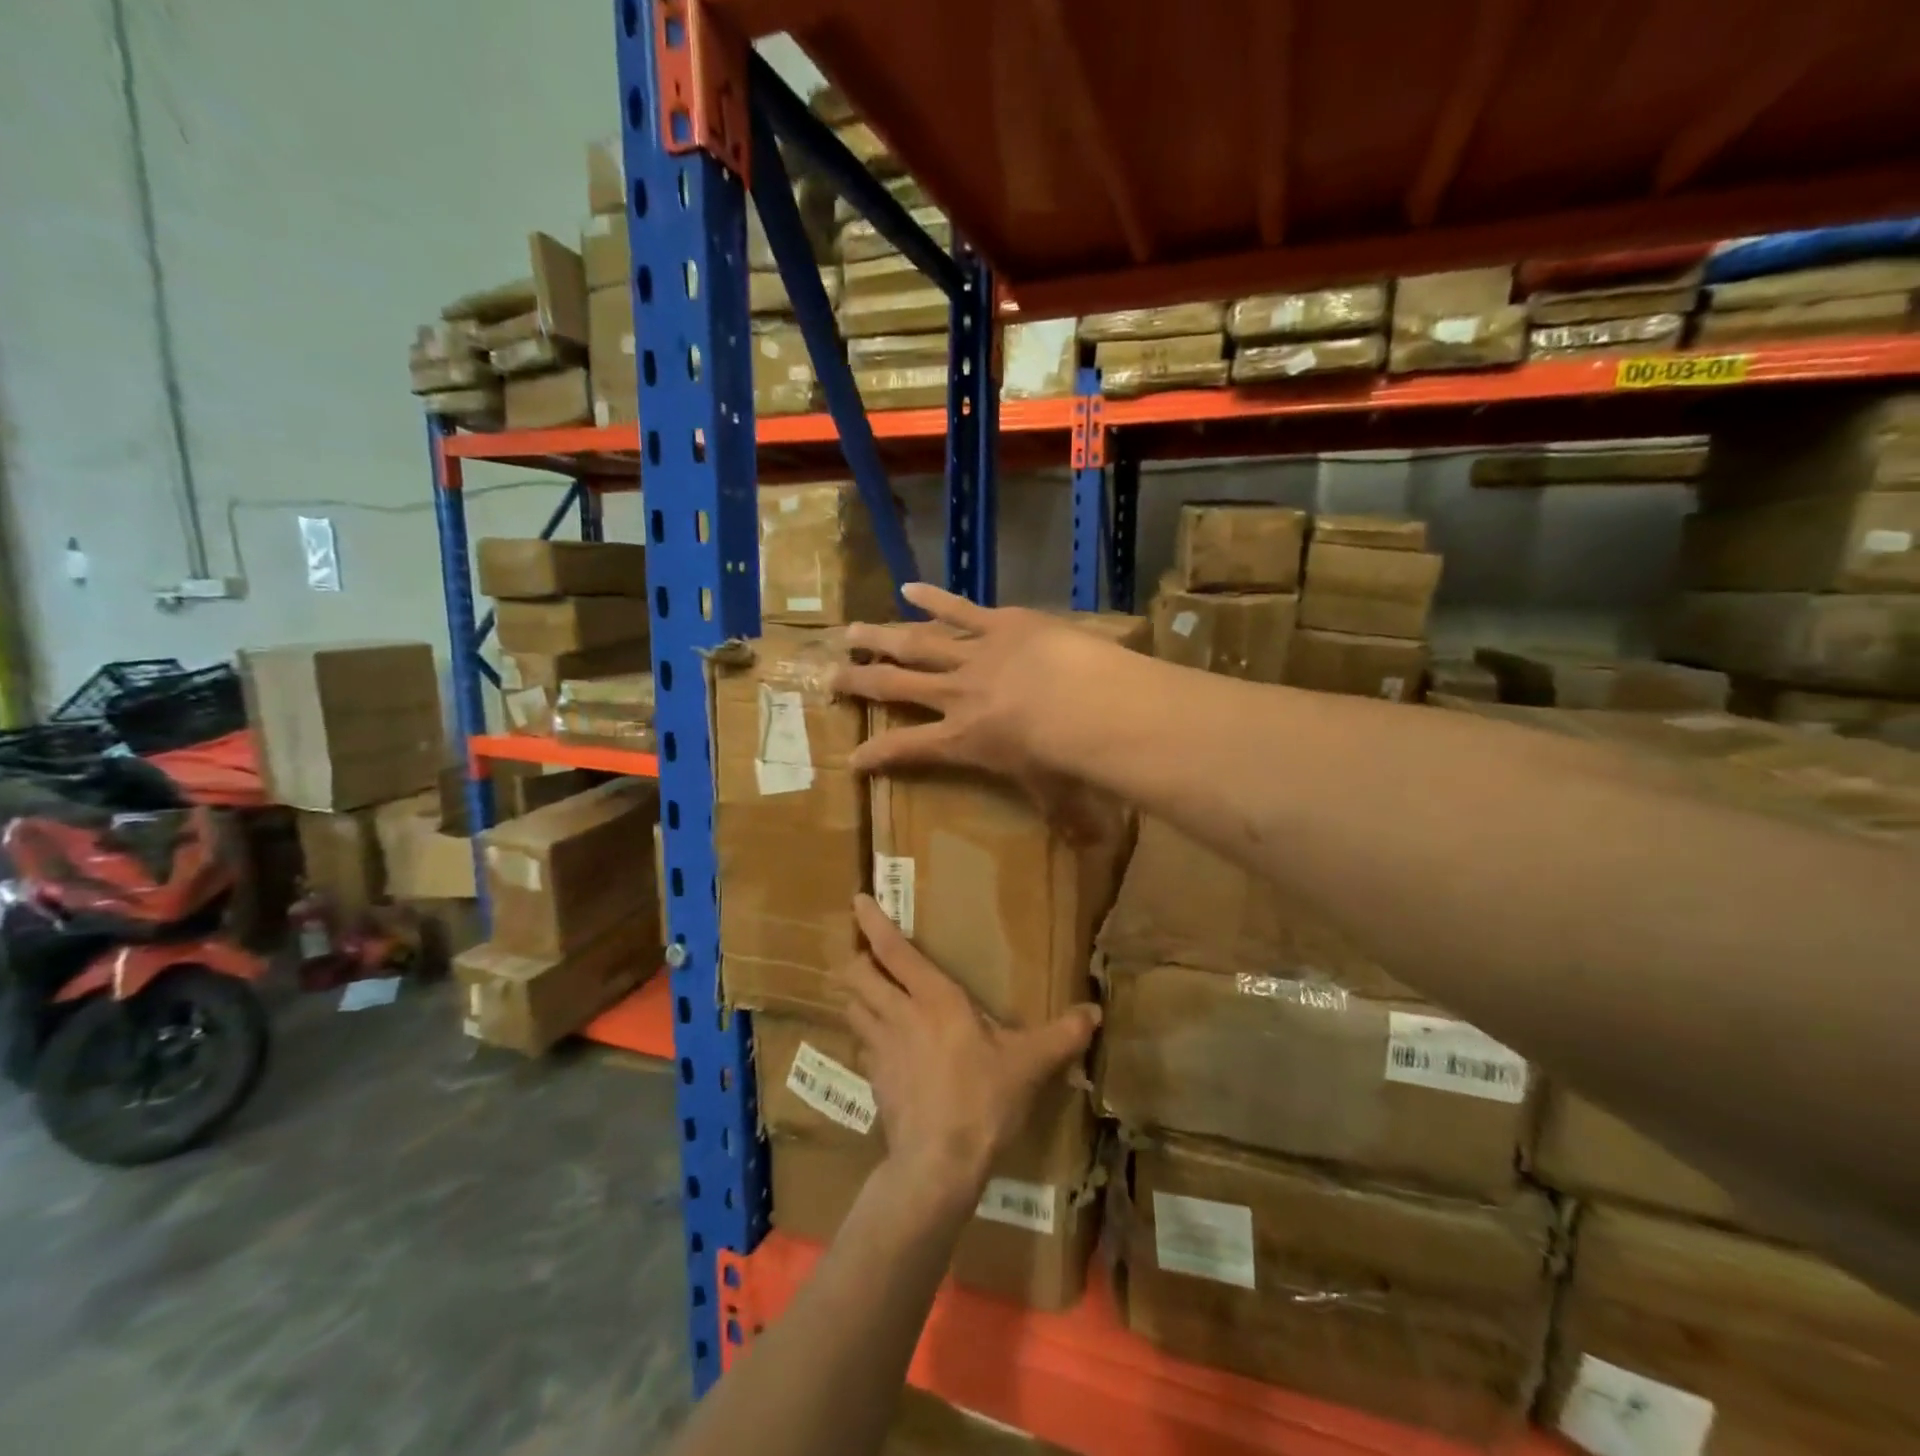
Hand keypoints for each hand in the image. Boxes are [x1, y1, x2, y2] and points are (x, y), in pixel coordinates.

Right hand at [836, 583, 1111, 835]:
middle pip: (896, 686)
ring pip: (917, 644)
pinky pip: (959, 609)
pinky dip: (933, 598)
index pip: (907, 749)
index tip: (851, 758)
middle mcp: (956, 695)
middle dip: (860, 681)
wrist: (1085, 704)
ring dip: (882, 637)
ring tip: (852, 631)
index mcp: (962, 739)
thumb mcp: (1057, 794)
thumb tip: (1087, 846)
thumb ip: (1065, 817)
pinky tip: (908, 588)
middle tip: (830, 675)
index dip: (875, 755)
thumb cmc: (1065, 757)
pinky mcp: (999, 624)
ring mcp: (974, 655)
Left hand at [839, 895, 1098, 1201]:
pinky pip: (860, 1045)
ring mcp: (880, 1048)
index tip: (858, 900)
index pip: (893, 950)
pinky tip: (880, 1044)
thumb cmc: (983, 1100)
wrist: (937, 1164)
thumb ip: (1062, 1035)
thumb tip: (1096, 1012)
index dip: (873, 922)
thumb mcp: (1029, 1064)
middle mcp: (899, 1014)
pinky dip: (864, 1035)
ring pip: (851, 1006)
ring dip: (855, 994)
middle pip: (857, 974)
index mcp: (934, 999)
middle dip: (857, 959)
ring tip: (868, 991)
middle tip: (865, 953)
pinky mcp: (873, 1080)